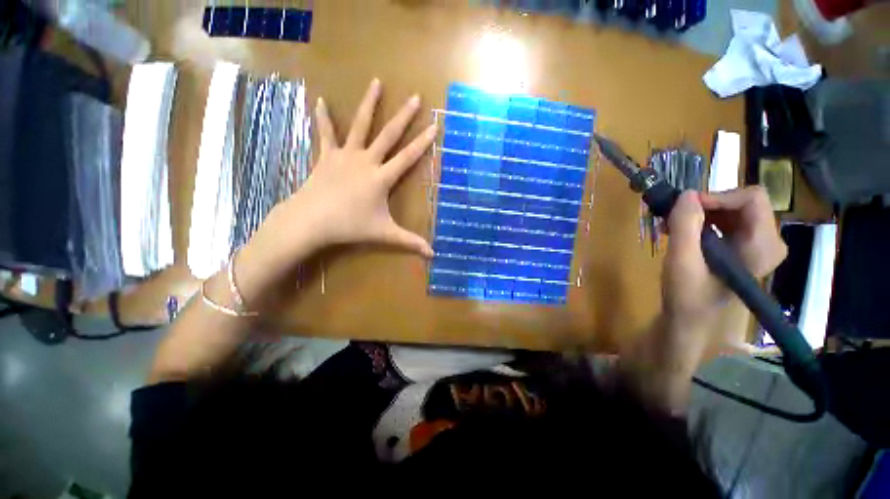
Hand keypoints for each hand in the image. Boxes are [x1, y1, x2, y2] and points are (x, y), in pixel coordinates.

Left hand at [259, 79, 436, 264]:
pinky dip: (324, 118)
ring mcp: (345, 155)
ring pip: (360, 125)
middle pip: (389, 135)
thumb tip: (433, 255)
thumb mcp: (385, 234)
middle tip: (415, 97)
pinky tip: (321, 101)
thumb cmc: (350, 226)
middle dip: (404, 116)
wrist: (311, 221)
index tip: (434, 125)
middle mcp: (366, 160)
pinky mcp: (327, 156)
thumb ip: (410, 242)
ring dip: (369, 104)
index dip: (423, 142)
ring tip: (376, 82)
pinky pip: (326, 134)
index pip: (408, 157)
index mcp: (381, 177)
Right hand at [662, 186, 787, 327]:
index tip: (685, 208)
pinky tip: (680, 231)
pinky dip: (701, 221)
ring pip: (731, 209)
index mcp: (763, 246)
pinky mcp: (744, 247)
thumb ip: (685, 226)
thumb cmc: (687, 294)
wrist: (689, 318)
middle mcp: (768, 241)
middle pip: (742, 202)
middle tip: (674, 216)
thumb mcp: (682, 260)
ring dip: (699, 213)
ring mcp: (757, 244)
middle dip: (705, 206)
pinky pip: (726, 221)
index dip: (717, 197)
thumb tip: (687, 194)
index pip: (752, 199)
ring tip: (671, 225)